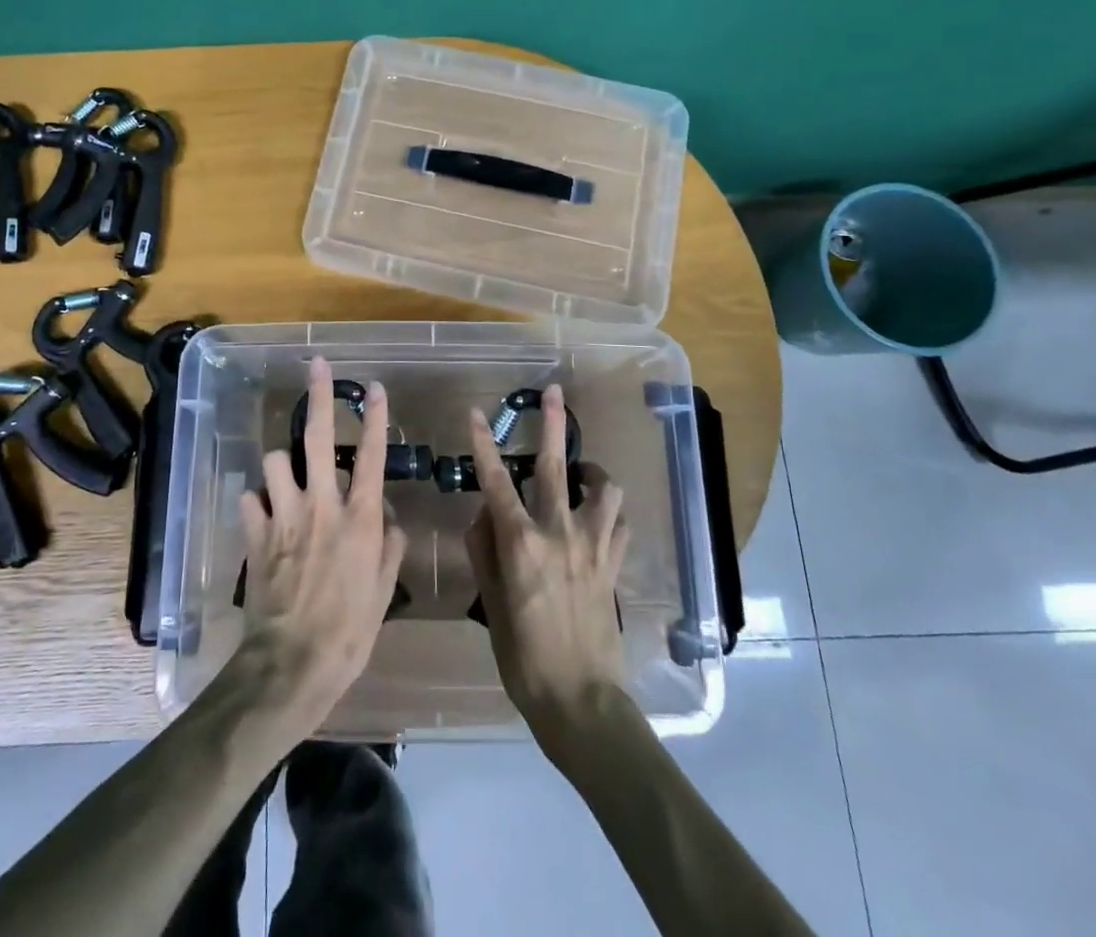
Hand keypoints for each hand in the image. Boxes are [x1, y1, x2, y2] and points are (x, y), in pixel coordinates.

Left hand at [233, 356, 407, 740]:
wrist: (294, 663)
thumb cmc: (350, 630)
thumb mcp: (384, 590)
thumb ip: (389, 546)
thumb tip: (387, 517)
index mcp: (359, 517)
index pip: (370, 455)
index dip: (373, 417)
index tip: (373, 387)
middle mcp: (321, 505)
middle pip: (316, 437)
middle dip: (318, 396)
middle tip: (317, 366)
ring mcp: (284, 516)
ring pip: (274, 460)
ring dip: (280, 465)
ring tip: (286, 479)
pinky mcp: (255, 533)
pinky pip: (249, 499)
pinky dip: (256, 502)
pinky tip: (262, 515)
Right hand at [463, 385, 629, 744]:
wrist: (581, 702)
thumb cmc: (523, 657)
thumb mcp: (491, 604)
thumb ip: (485, 551)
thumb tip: (484, 515)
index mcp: (521, 543)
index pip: (496, 481)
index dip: (484, 444)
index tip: (476, 414)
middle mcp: (559, 533)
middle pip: (557, 467)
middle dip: (552, 425)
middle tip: (553, 393)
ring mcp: (593, 547)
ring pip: (603, 489)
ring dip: (593, 471)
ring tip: (583, 471)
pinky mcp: (614, 565)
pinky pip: (619, 524)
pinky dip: (610, 511)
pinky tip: (601, 515)